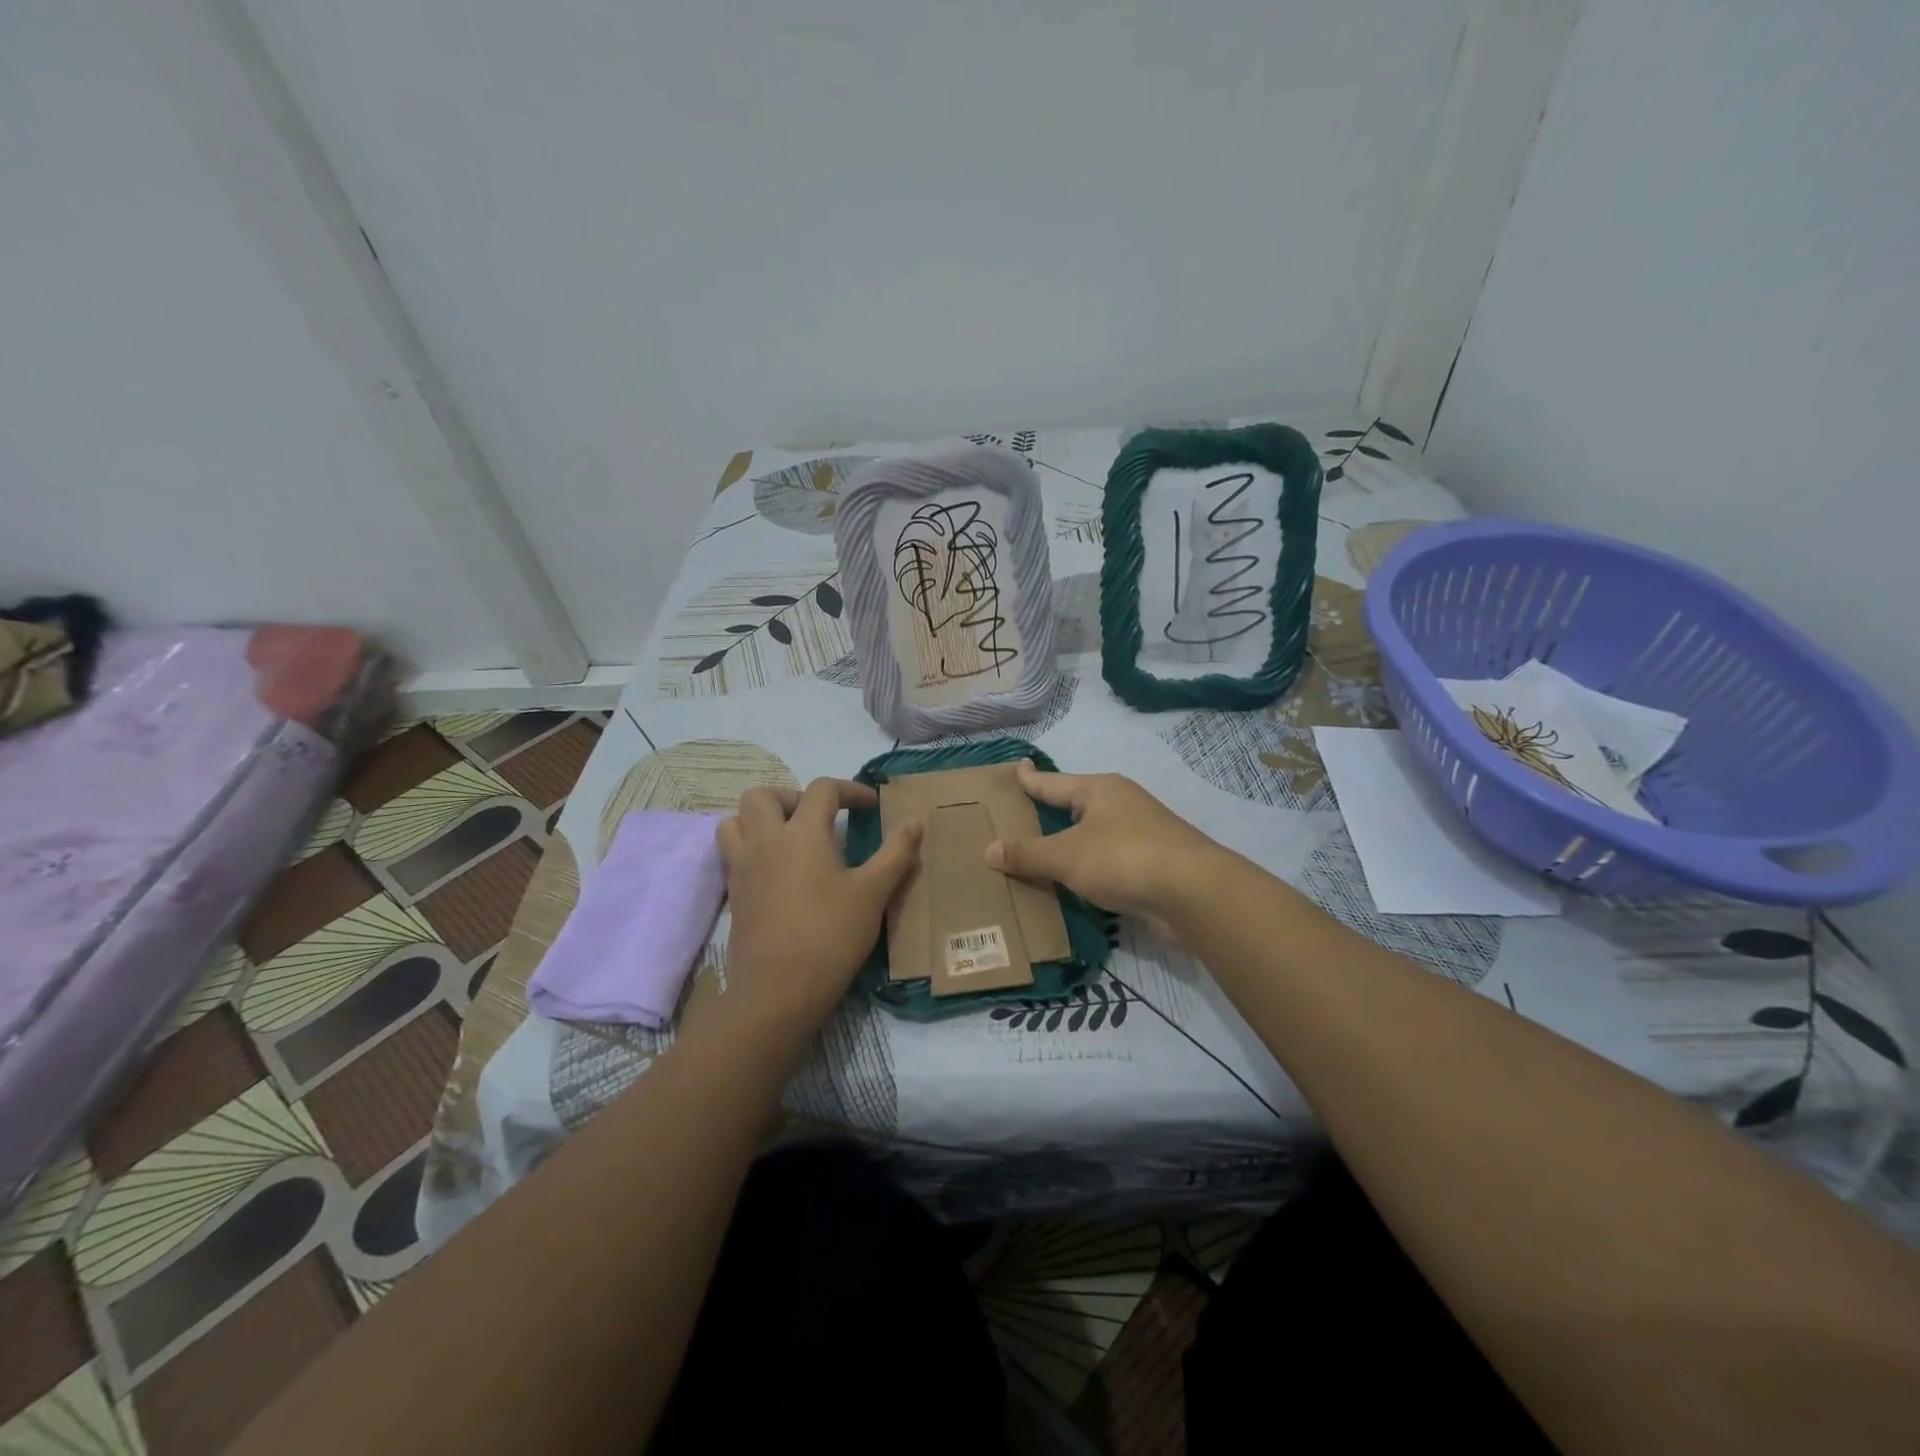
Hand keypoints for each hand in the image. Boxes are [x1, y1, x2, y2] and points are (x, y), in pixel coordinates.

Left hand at [717, 778, 920, 1029]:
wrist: (778, 990)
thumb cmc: (831, 935)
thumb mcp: (873, 894)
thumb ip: (896, 854)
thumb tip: (914, 822)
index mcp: (802, 832)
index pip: (822, 789)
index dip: (850, 790)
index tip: (870, 807)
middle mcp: (765, 841)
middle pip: (763, 795)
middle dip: (792, 796)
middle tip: (819, 819)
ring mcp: (743, 867)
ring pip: (735, 820)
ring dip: (760, 819)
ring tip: (789, 838)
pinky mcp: (733, 893)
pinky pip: (731, 853)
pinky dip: (750, 848)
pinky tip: (776, 871)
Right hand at [985, 761, 1222, 917]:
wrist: (1193, 893)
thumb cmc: (1124, 858)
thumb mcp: (1066, 856)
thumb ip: (1027, 854)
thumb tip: (989, 849)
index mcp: (1099, 790)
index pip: (1053, 782)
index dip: (1031, 778)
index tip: (1017, 767)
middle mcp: (1121, 804)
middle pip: (1076, 805)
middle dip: (1051, 812)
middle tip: (1020, 817)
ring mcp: (1141, 833)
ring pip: (1094, 834)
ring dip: (1071, 844)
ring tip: (1042, 852)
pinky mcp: (1153, 863)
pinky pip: (1108, 860)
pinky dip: (1089, 867)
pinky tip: (1076, 881)